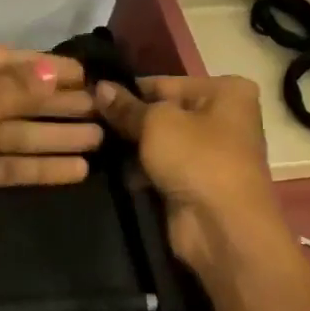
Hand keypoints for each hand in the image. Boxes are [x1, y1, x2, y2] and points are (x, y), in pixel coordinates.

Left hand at [0, 37, 99, 256]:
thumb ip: (19, 87)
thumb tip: (54, 72)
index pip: (1, 58)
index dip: (45, 67)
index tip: (86, 74)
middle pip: (9, 96)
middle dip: (54, 103)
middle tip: (101, 108)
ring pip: (9, 131)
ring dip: (52, 135)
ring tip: (99, 138)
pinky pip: (2, 162)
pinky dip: (35, 165)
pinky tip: (75, 169)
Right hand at [95, 76, 290, 275]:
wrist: (222, 227)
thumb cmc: (197, 160)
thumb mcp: (155, 123)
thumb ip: (125, 106)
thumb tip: (99, 87)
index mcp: (225, 91)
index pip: (162, 83)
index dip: (126, 91)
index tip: (88, 98)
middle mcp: (221, 117)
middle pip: (160, 112)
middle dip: (126, 120)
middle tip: (85, 123)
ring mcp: (208, 152)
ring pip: (156, 141)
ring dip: (129, 147)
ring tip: (91, 145)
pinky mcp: (193, 181)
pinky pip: (158, 167)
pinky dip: (138, 170)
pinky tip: (110, 170)